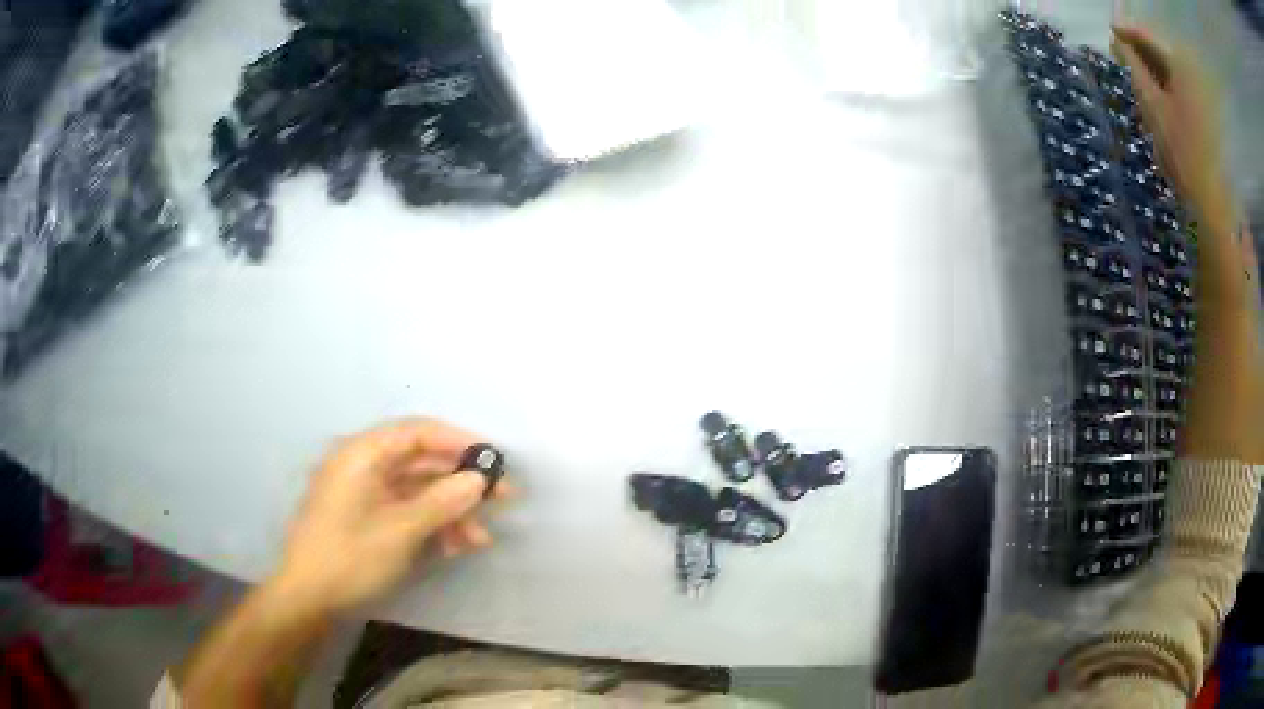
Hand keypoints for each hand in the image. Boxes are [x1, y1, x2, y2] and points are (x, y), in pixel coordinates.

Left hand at [272, 419, 505, 617]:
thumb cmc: (349, 557)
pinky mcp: (367, 518)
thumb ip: (441, 501)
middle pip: (420, 462)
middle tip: (502, 498)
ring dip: (450, 511)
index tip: (493, 459)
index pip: (416, 432)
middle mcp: (363, 465)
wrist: (309, 597)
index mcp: (361, 454)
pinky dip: (432, 525)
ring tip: (480, 538)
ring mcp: (365, 493)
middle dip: (460, 482)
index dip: (457, 441)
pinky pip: (406, 511)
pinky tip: (456, 546)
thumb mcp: (399, 530)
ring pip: (417, 491)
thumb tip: (478, 479)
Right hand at [1110, 24, 1226, 217]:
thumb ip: (1133, 67)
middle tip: (1119, 60)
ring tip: (1136, 85)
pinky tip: (1157, 103)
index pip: (1146, 36)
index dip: (1125, 34)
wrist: (1214, 205)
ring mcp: (1201, 96)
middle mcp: (1192, 73)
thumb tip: (1118, 41)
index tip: (1108, 34)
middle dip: (1139, 56)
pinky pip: (1180, 92)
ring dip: (1152, 75)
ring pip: (1169, 73)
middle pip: (1159, 53)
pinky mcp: (1206, 116)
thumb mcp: (1152, 105)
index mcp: (1180, 65)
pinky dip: (1166, 92)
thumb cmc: (1183, 153)